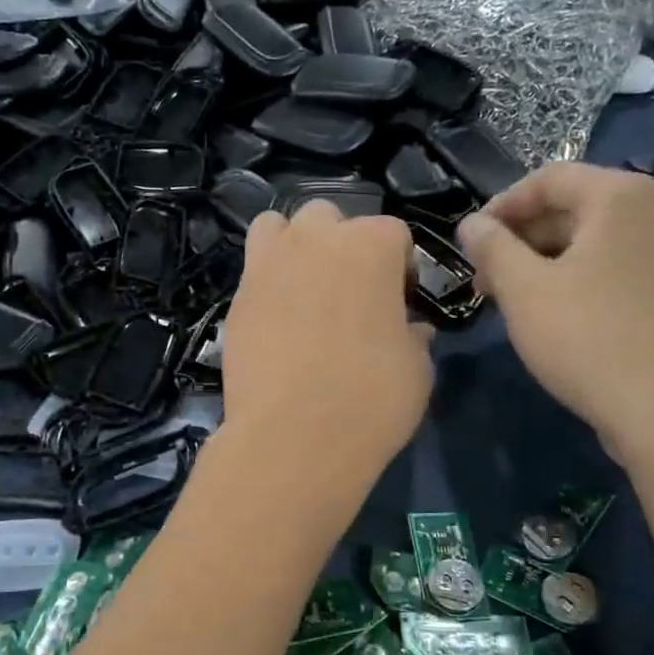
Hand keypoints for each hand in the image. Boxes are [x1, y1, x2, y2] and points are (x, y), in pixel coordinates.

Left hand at [222, 202, 432, 490]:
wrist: (294, 436)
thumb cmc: (371, 399)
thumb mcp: (417, 369)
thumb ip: (414, 336)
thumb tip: (412, 329)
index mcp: (371, 245)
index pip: (393, 233)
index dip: (400, 266)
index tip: (400, 302)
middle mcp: (316, 239)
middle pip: (330, 218)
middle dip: (342, 244)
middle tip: (350, 291)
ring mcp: (268, 264)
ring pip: (278, 227)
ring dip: (294, 245)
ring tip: (304, 288)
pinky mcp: (236, 296)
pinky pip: (253, 269)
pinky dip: (267, 281)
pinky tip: (277, 318)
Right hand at [456, 163, 653, 459]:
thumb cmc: (586, 337)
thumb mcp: (522, 289)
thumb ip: (491, 246)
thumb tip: (471, 224)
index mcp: (620, 197)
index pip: (548, 179)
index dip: (501, 205)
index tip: (470, 241)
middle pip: (572, 207)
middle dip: (520, 237)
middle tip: (484, 275)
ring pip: (591, 241)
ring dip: (543, 261)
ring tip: (510, 299)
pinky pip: (613, 268)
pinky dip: (576, 278)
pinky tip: (551, 314)